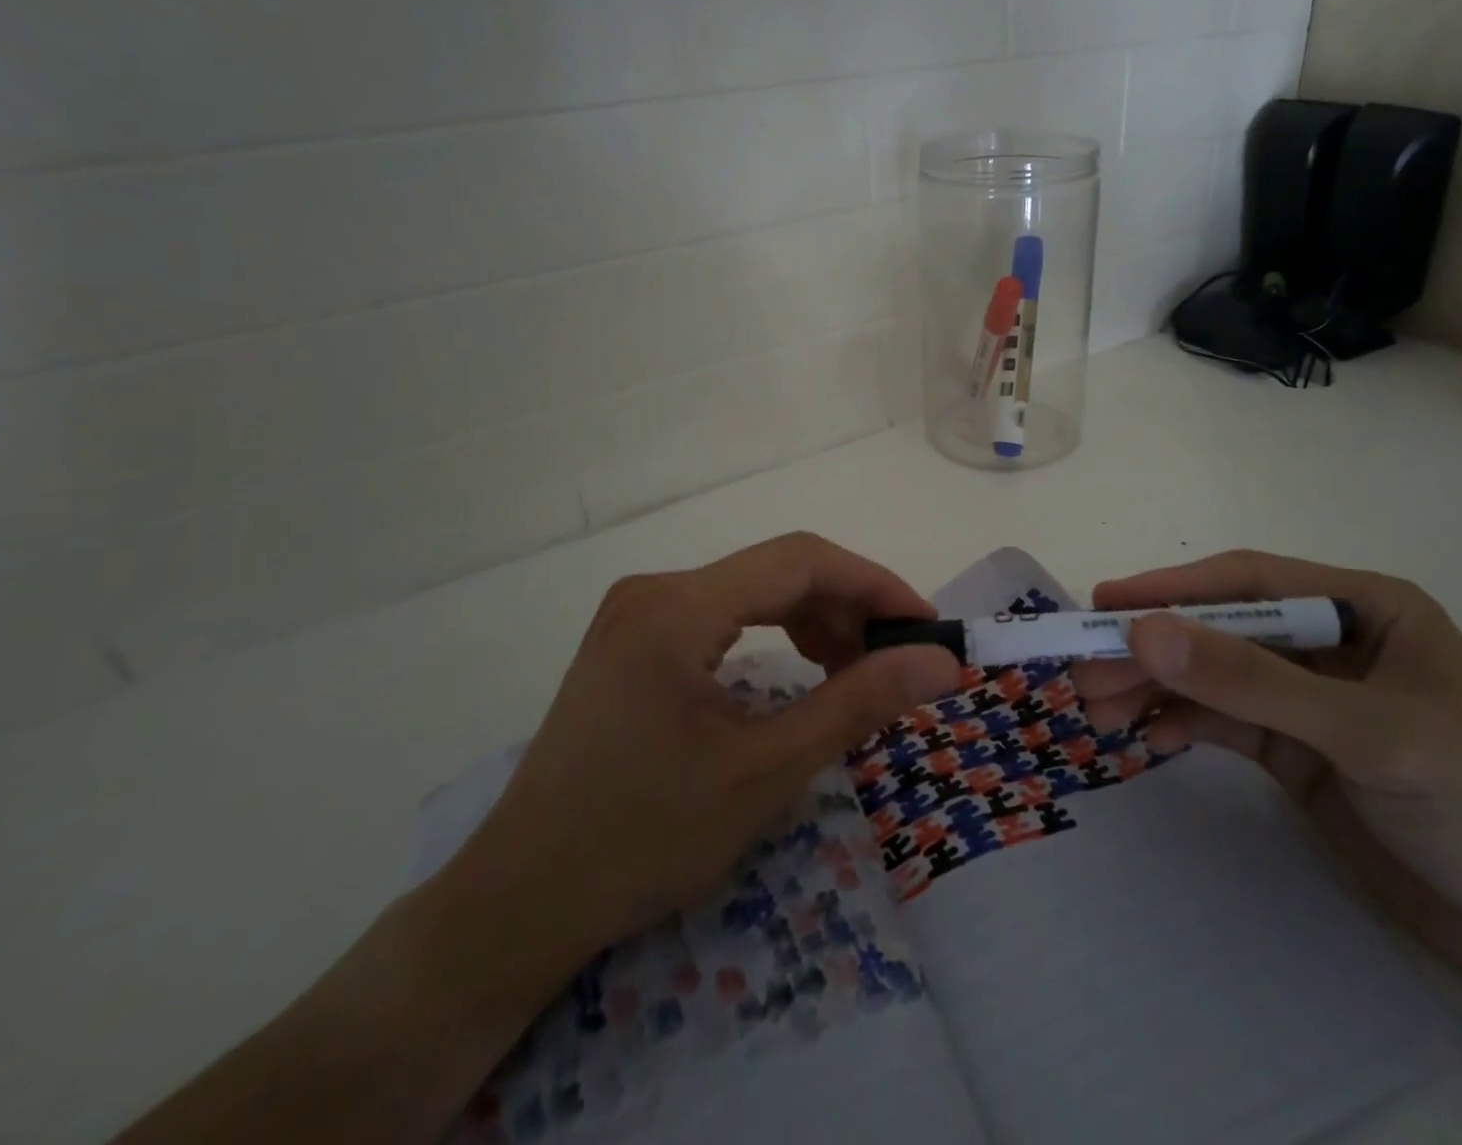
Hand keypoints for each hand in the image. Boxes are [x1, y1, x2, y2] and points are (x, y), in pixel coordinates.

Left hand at [434, 533, 962, 997]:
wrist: (521, 901)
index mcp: (678, 606)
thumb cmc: (644, 838)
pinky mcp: (633, 640)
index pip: (800, 561)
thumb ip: (858, 703)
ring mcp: (638, 613)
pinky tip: (800, 670)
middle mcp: (655, 590)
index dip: (874, 585)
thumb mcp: (765, 771)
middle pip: (776, 571)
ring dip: (813, 621)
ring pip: (751, 591)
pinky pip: (722, 615)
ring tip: (855, 671)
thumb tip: (940, 661)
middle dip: (847, 607)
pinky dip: (772, 635)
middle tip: (898, 659)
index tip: (926, 627)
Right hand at [1073, 550, 1461, 996]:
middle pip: (1217, 629)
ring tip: (1098, 713)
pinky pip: (1221, 721)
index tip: (1102, 603)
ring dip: (1153, 689)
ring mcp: (1307, 697)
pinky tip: (1147, 740)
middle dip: (1150, 649)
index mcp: (1361, 605)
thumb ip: (1252, 681)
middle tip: (1082, 674)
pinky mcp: (1295, 749)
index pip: (1247, 580)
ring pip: (1210, 676)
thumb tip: (1143, 635)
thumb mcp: (1367, 733)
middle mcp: (1327, 640)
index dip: (1171, 588)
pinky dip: (1179, 725)